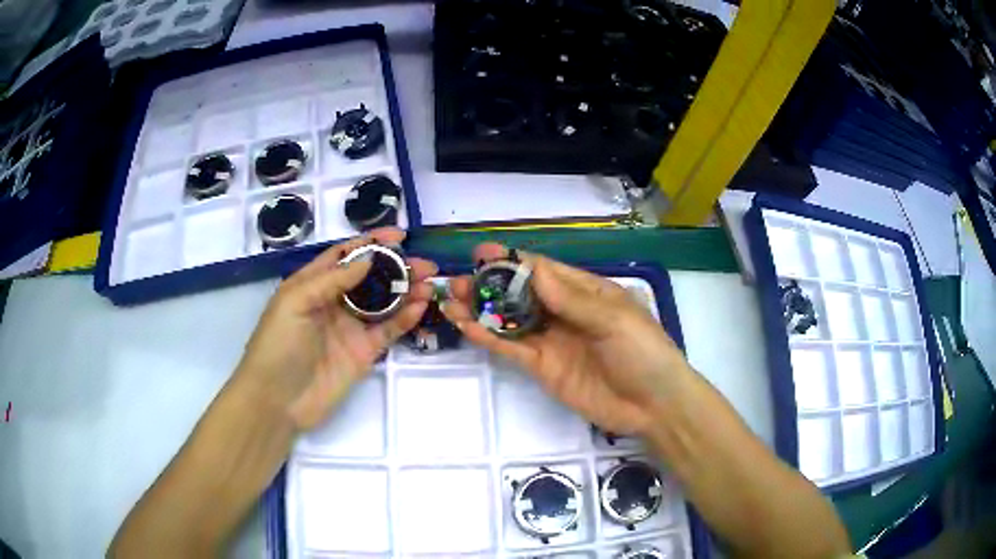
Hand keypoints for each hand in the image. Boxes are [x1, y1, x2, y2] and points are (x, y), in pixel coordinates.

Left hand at [234, 228, 436, 430]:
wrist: (277, 400)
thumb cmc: (278, 345)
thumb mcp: (295, 302)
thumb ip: (331, 279)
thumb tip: (367, 259)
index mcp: (313, 284)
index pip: (345, 255)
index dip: (371, 243)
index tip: (399, 236)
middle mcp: (334, 301)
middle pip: (371, 277)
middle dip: (397, 267)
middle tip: (425, 264)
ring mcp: (351, 328)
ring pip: (384, 303)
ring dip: (407, 291)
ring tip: (430, 282)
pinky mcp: (364, 353)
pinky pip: (388, 331)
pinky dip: (405, 318)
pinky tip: (420, 307)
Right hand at [443, 244, 691, 436]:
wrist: (653, 406)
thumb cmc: (643, 352)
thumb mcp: (613, 319)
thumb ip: (571, 299)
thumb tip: (532, 269)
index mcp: (587, 292)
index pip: (543, 270)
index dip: (512, 261)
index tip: (480, 253)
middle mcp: (565, 312)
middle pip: (520, 293)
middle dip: (489, 285)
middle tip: (456, 281)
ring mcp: (552, 341)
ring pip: (510, 320)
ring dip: (482, 311)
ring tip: (450, 301)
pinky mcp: (543, 367)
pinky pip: (512, 348)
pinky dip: (489, 338)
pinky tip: (467, 327)